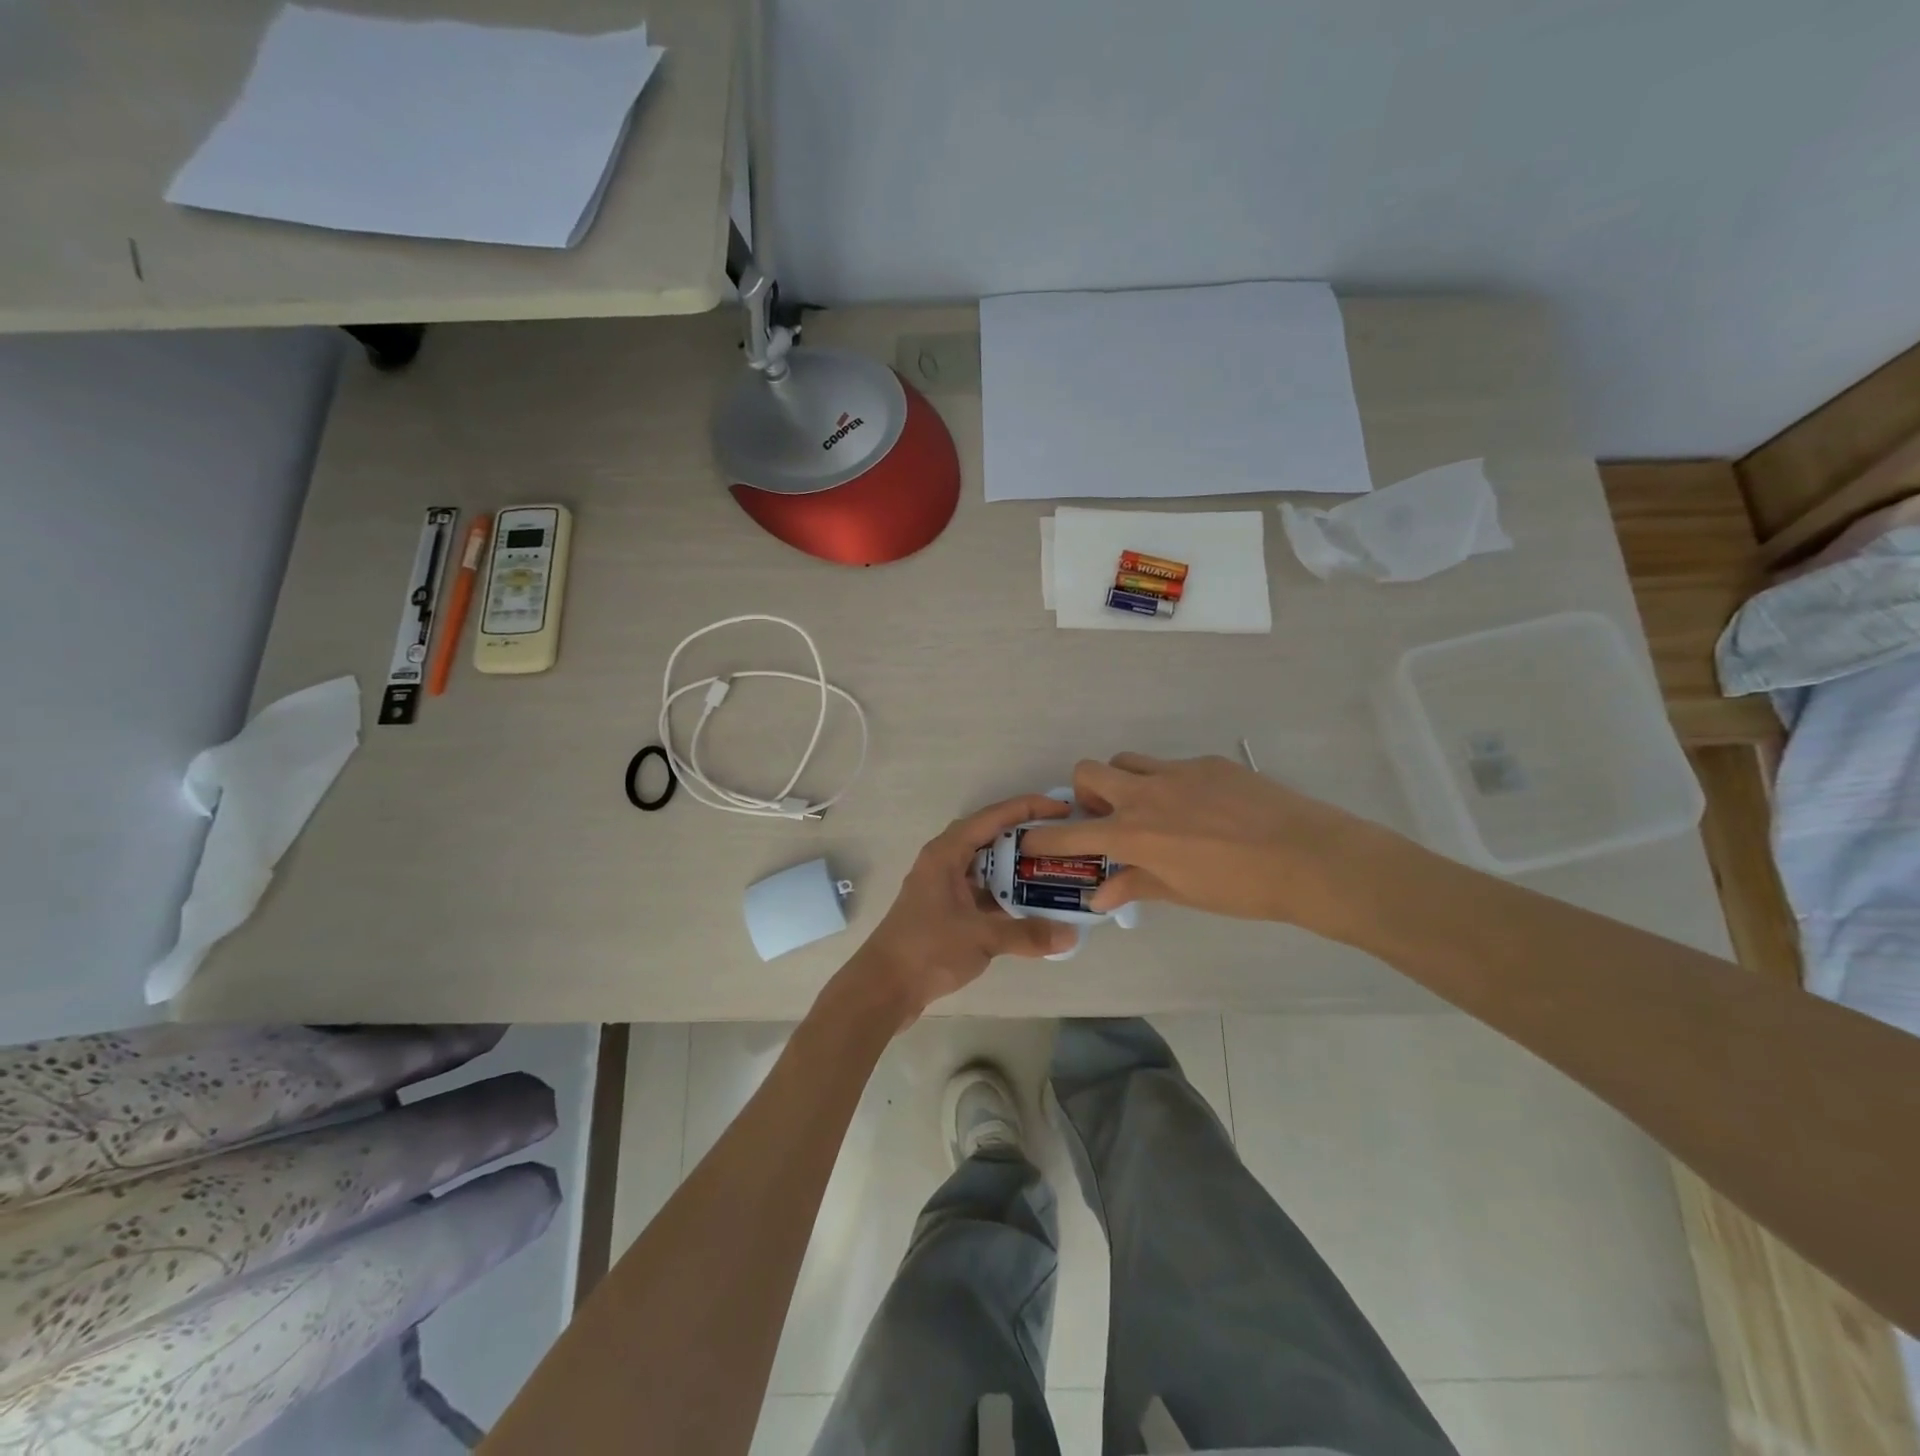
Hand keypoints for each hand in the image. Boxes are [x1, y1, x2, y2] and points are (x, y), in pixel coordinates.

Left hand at [843, 793, 1078, 1026]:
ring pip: (987, 867)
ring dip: (1016, 868)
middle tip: (1063, 842)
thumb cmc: (927, 949)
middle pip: (991, 838)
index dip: (1028, 808)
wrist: (883, 987)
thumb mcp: (981, 938)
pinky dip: (1005, 894)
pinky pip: (982, 890)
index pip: (993, 817)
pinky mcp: (944, 910)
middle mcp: (944, 861)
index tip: (1063, 809)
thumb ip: (1027, 934)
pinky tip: (1031, 906)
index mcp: (947, 852)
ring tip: (1054, 871)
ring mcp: (943, 886)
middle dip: (1026, 838)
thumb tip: (1071, 935)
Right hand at [1016, 754, 1391, 936]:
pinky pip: (1172, 766)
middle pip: (1088, 771)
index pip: (1071, 832)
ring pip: (1128, 761)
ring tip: (1150, 809)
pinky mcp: (1207, 762)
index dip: (1043, 837)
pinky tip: (1202, 809)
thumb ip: (1136, 886)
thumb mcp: (1182, 892)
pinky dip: (1170, 784)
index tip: (1028, 838)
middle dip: (1084, 791)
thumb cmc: (1240, 888)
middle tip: (1106, 817)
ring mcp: (1177, 772)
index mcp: (1134, 833)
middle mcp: (1146, 794)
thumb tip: (1101, 896)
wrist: (1308, 857)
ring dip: (1124, 781)